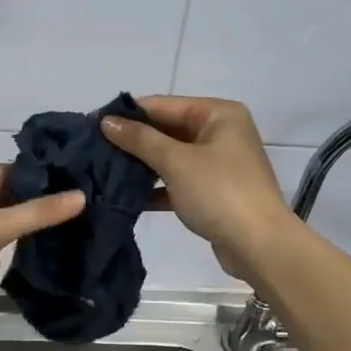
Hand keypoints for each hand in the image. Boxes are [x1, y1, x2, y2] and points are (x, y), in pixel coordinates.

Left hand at [0, 165, 84, 338]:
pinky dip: (2, 256)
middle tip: (75, 209)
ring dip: (19, 232)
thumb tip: (80, 197)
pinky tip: (25, 262)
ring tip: (62, 233)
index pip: (6, 172)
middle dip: (32, 205)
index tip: (74, 181)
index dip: (37, 176)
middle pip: (2, 200)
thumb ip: (37, 213)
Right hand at [101, 95, 290, 283]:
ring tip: (103, 171)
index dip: (127, 114)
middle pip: (167, 129)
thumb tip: (106, 121)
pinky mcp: (213, 191)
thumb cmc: (219, 192)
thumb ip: (139, 140)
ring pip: (171, 157)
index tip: (91, 124)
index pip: (162, 105)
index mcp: (218, 114)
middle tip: (93, 150)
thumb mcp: (176, 162)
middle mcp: (220, 132)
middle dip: (132, 141)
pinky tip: (127, 196)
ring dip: (141, 165)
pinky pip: (178, 181)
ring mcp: (218, 163)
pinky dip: (156, 187)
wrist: (259, 245)